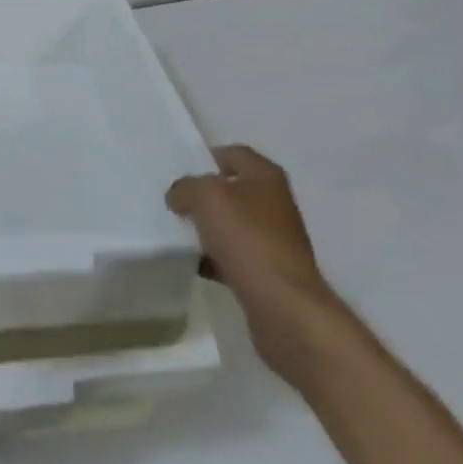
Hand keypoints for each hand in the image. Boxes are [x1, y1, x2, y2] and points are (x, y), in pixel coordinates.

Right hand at [167, 145, 338, 376]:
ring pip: (233, 225)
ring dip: (209, 230)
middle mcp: (275, 203)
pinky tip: (196, 266)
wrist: (286, 310)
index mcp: (266, 176)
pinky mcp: (271, 275)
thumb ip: (186, 188)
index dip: (207, 157)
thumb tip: (178, 196)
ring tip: (180, 235)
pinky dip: (217, 259)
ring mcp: (275, 241)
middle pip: (233, 190)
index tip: (181, 170)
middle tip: (176, 202)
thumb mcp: (206, 198)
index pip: (234, 153)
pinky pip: (237, 257)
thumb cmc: (249, 240)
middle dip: (205, 196)